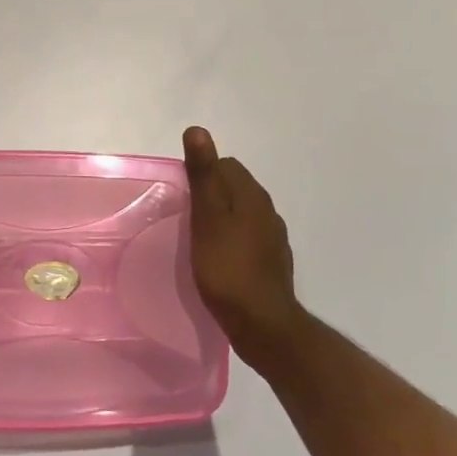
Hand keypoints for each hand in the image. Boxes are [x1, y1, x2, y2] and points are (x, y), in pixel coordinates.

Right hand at [183, 127, 307, 365]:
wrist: (263, 325)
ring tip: (198, 238)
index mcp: (253, 196)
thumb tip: (198, 130)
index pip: (226, 165)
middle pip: (235, 188)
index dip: (202, 173)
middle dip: (211, 195)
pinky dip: (232, 241)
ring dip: (222, 219)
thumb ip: (203, 174)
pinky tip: (219, 261)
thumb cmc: (228, 268)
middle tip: (186, 217)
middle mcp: (268, 211)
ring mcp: (273, 239)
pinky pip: (248, 239)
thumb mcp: (207, 218)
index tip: (183, 195)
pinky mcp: (272, 263)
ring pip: (242, 215)